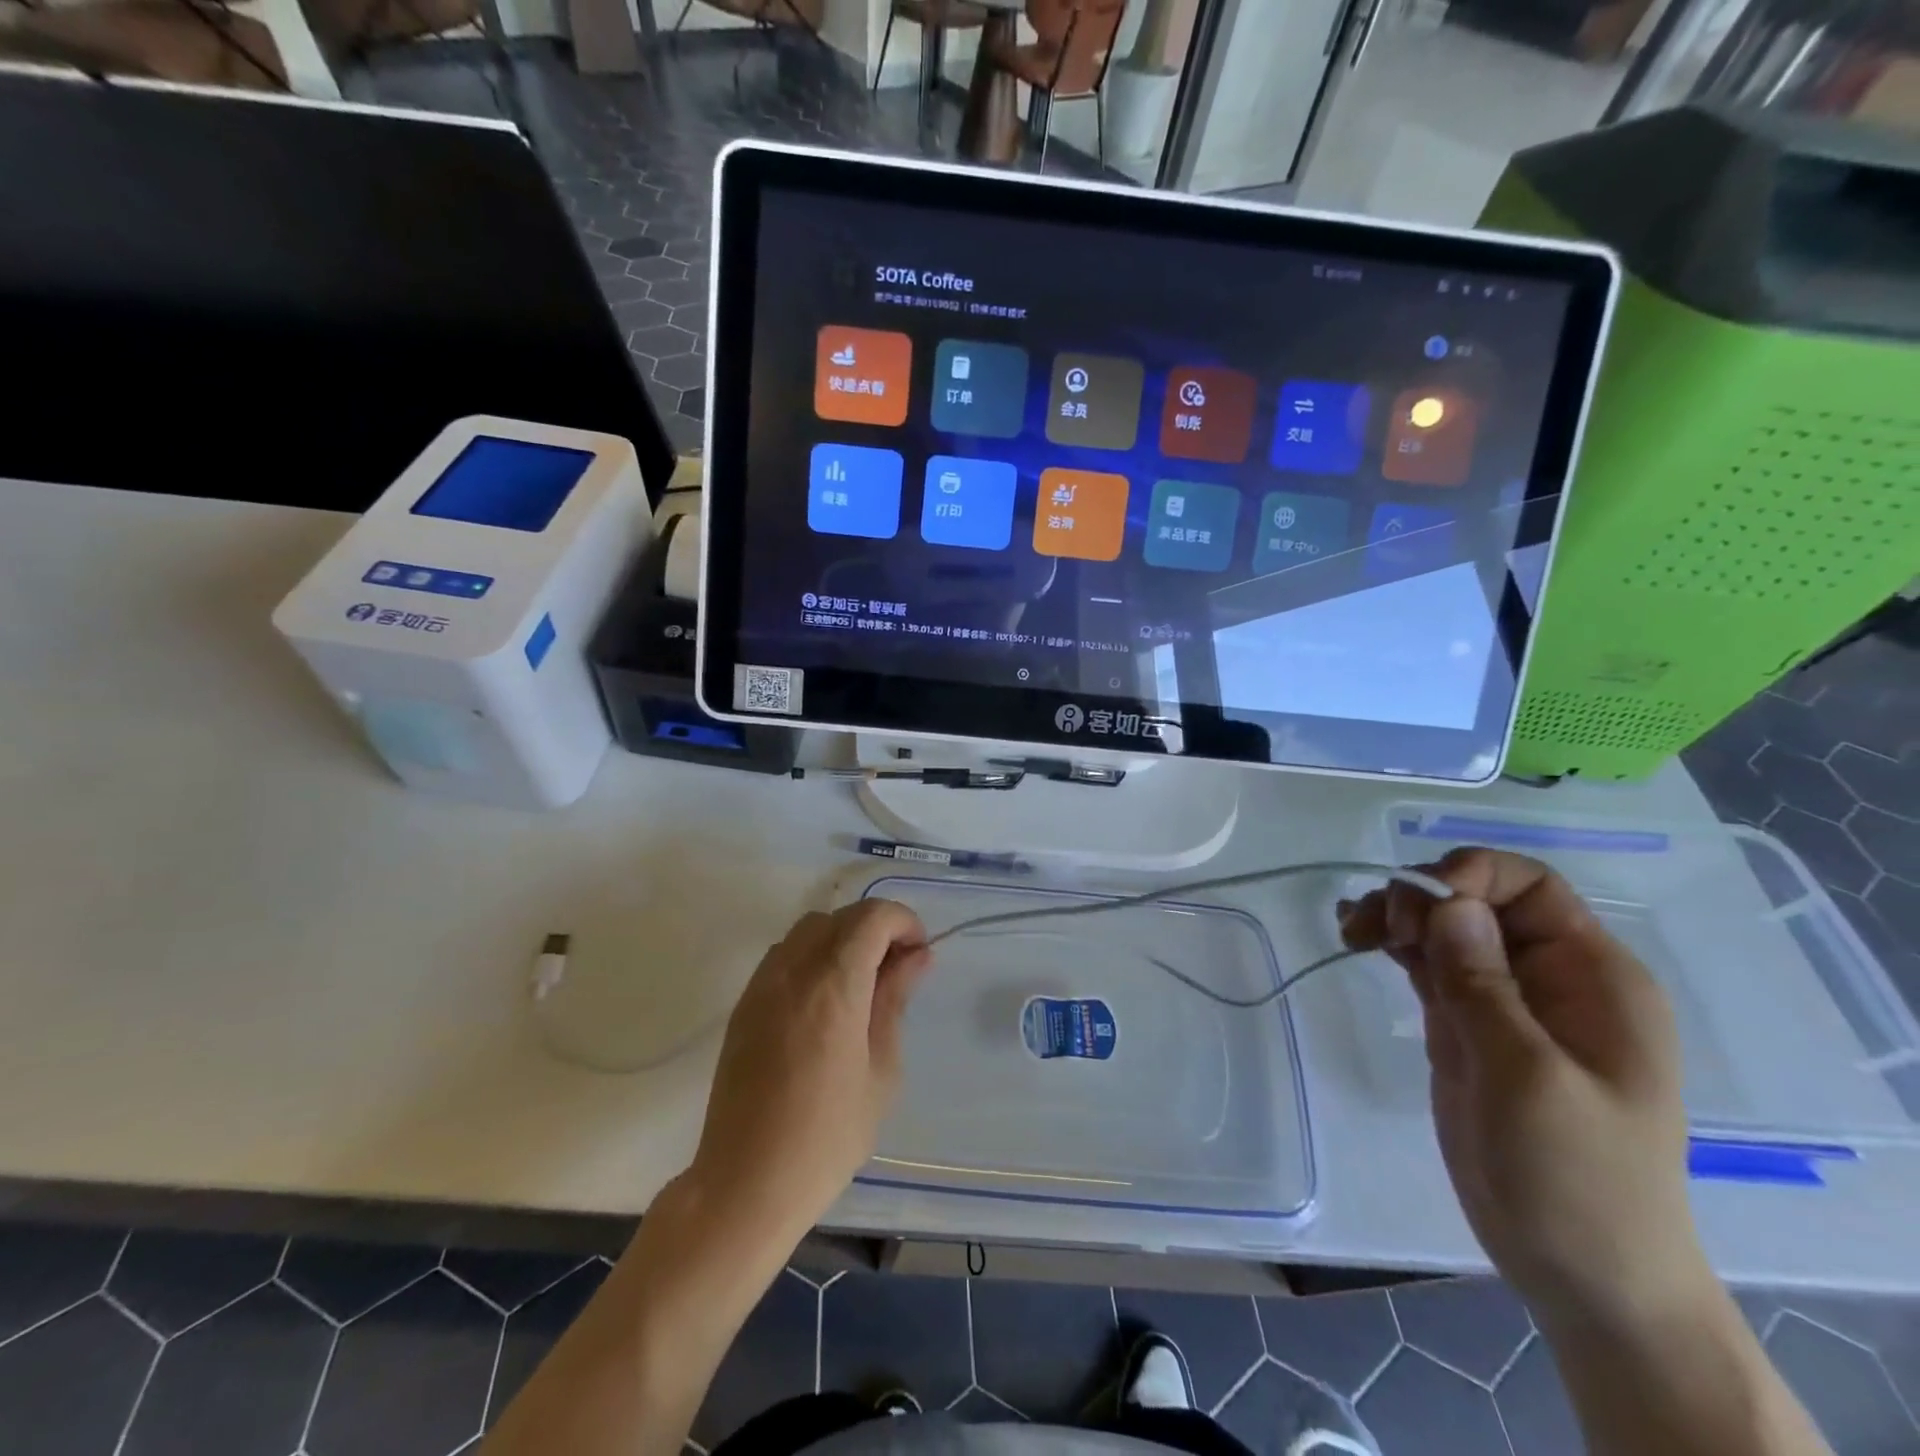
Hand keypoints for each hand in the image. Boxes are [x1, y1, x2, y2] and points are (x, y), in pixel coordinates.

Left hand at [687, 900, 931, 1242]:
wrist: (745, 1183)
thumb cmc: (827, 1136)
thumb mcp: (881, 1070)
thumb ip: (895, 1000)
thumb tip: (916, 956)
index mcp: (833, 984)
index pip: (872, 917)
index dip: (903, 922)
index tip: (918, 955)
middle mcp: (793, 970)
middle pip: (840, 917)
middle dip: (876, 929)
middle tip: (897, 971)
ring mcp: (762, 984)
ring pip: (809, 930)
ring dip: (842, 939)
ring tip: (861, 986)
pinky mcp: (744, 1004)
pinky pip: (784, 955)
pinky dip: (813, 957)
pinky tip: (825, 1002)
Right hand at [1340, 848, 1708, 1329]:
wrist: (1580, 1270)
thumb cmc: (1576, 1175)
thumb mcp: (1528, 1076)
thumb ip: (1484, 984)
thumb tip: (1447, 902)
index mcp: (1593, 977)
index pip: (1530, 887)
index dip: (1471, 876)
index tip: (1417, 906)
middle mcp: (1550, 976)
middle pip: (1477, 900)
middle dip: (1421, 899)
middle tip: (1373, 930)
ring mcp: (1505, 1000)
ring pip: (1445, 927)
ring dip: (1396, 917)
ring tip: (1352, 932)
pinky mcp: (1468, 1024)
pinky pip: (1429, 962)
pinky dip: (1393, 944)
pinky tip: (1357, 939)